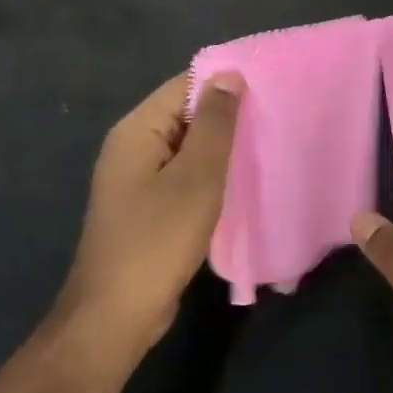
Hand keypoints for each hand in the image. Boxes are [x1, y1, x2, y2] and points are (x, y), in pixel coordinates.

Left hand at [59, 71, 244, 352]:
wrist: (115, 317)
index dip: (225, 81)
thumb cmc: (157, 240)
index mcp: (137, 130)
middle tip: (276, 114)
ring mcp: (138, 178)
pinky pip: (184, 172)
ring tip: (268, 141)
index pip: (185, 84)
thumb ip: (215, 124)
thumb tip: (229, 75)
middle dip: (228, 113)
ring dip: (222, 145)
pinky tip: (243, 178)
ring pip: (189, 145)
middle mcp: (133, 146)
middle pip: (186, 112)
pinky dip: (211, 171)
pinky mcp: (148, 205)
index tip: (270, 84)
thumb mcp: (196, 177)